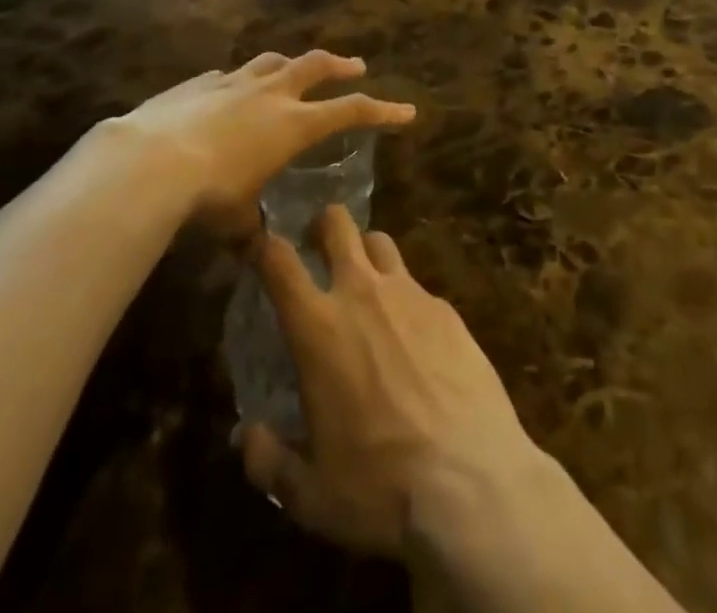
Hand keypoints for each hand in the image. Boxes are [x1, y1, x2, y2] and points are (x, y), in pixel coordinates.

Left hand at [96, 52, 414, 236]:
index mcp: (292, 125)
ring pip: (273, 61)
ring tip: (294, 69)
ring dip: (290, 64)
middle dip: (340, 65)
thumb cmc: (207, 195)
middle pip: (316, 66)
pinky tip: (231, 92)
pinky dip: (240, 81)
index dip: (381, 110)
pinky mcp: (200, 83)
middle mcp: (270, 95)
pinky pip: (229, 75)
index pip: (350, 111)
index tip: (406, 111)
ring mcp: (233, 82)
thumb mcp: (237, 221)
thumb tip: (257, 250)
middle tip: (356, 65)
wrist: (150, 161)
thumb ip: (252, 230)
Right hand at [240, 205, 548, 557]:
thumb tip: (245, 438)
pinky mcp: (447, 309)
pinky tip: (414, 336)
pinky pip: (417, 285)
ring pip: (380, 241)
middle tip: (318, 246)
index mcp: (318, 327)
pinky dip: (405, 298)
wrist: (472, 483)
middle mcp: (361, 292)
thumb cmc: (379, 487)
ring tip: (366, 283)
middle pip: (337, 223)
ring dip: (365, 252)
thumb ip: (269, 461)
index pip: (278, 260)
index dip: (264, 246)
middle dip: (323, 224)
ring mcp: (409, 293)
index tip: (260, 250)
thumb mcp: (310, 494)